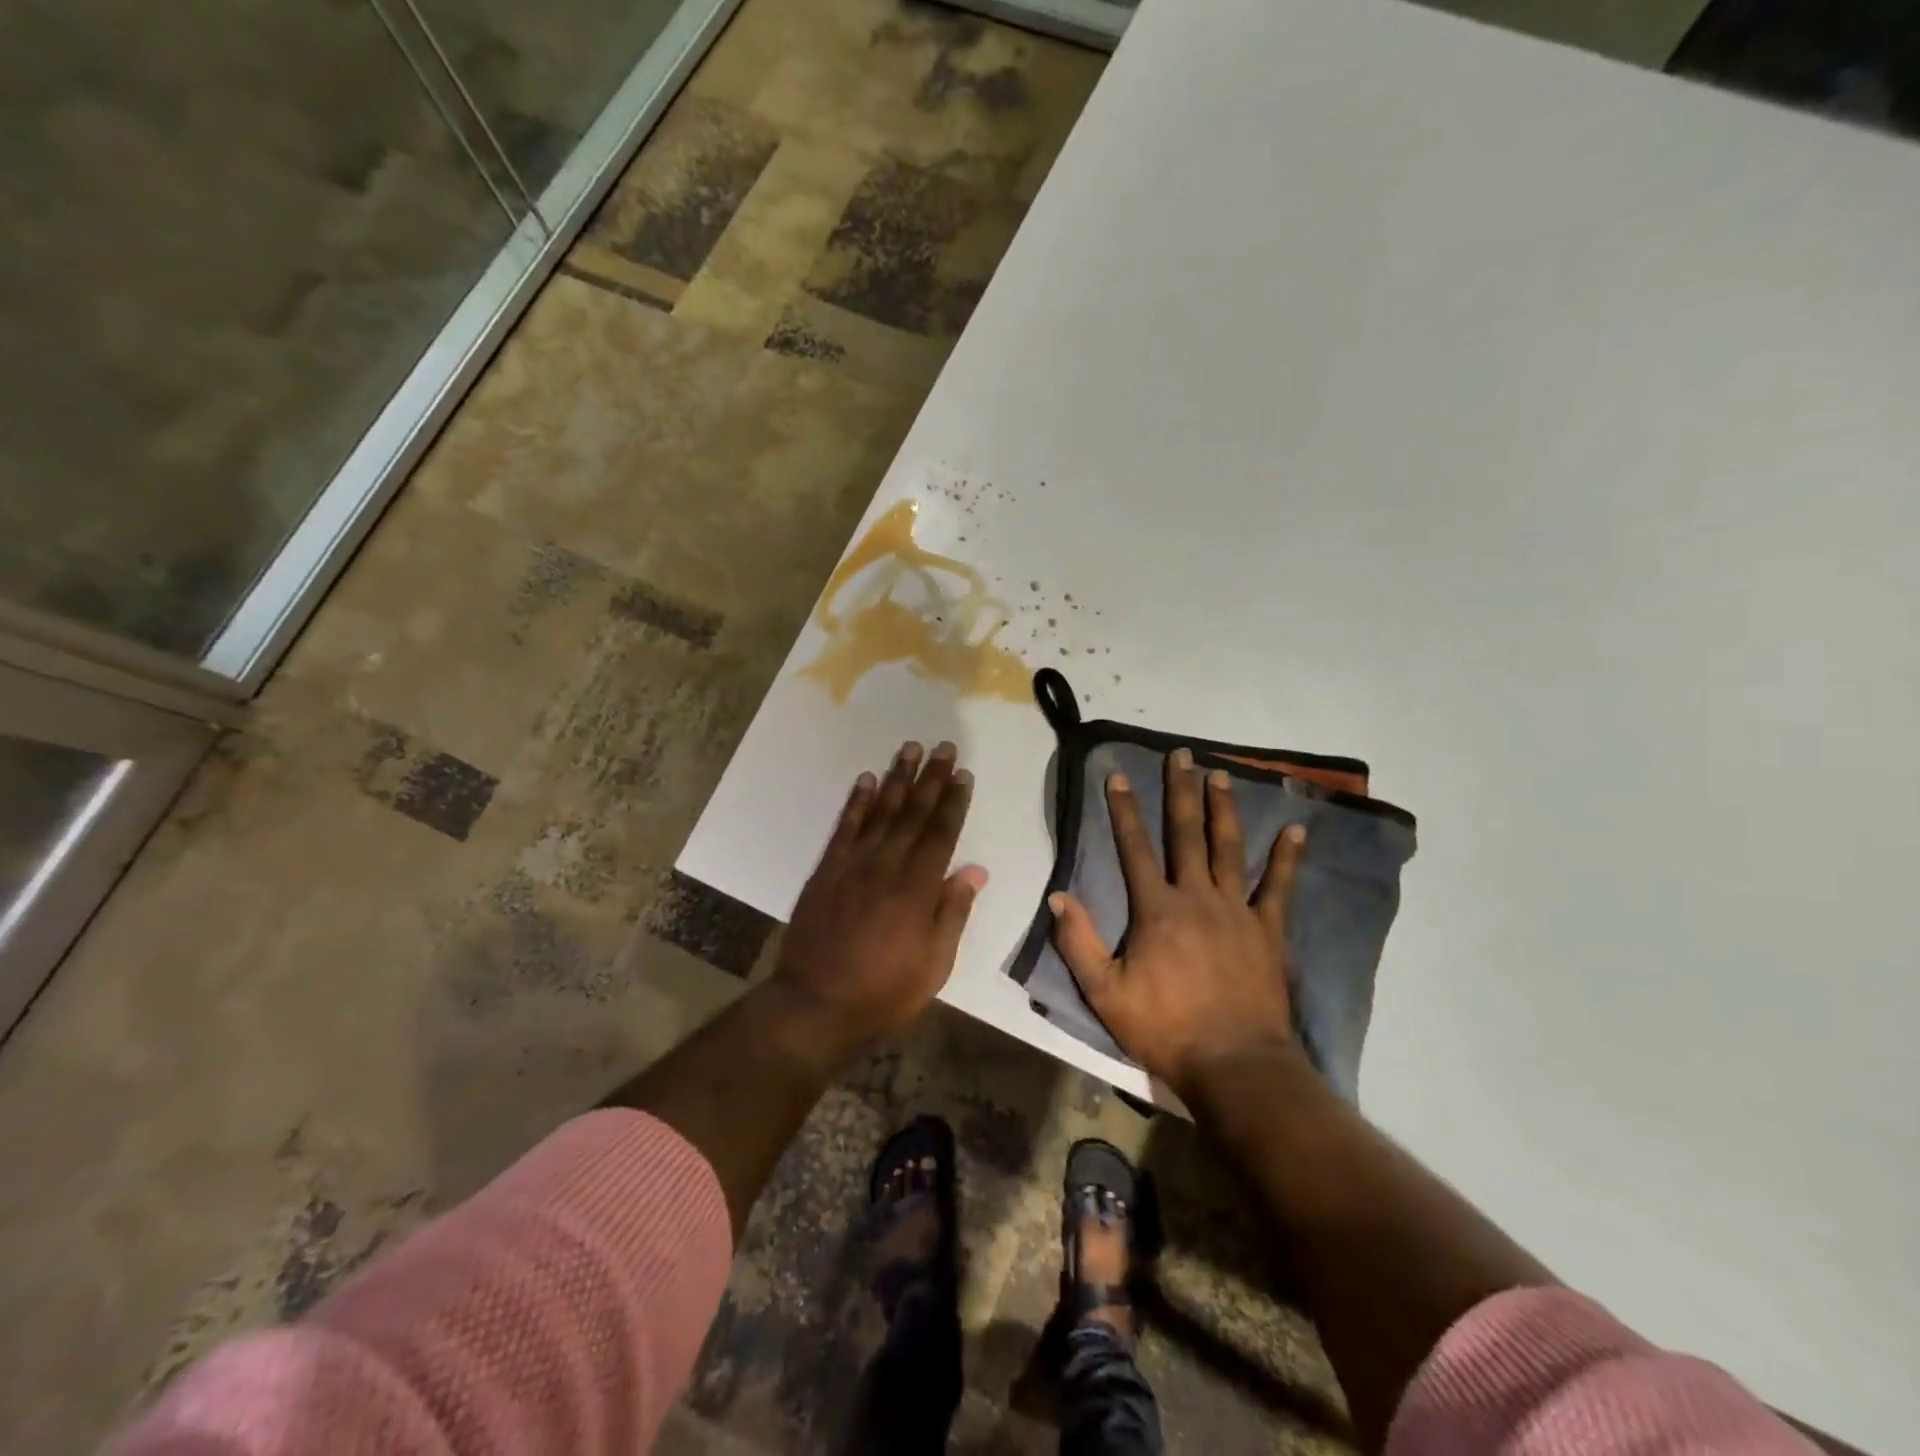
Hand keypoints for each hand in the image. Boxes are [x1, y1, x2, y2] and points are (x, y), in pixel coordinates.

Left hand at [773, 740, 987, 1048]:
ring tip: (910, 749)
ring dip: (897, 779)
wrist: (816, 1005)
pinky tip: (865, 780)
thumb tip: (974, 871)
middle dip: (931, 779)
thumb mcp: (934, 964)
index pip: (940, 835)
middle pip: (913, 814)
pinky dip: (856, 802)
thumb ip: (953, 913)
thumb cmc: (884, 992)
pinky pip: (844, 828)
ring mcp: (852, 866)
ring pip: (880, 812)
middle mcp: (886, 867)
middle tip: (944, 747)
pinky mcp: (826, 871)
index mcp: (917, 890)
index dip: (953, 803)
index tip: (963, 775)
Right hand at [1048, 747, 1307, 1100]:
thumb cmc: (1165, 1028)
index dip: (1125, 810)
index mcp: (1156, 909)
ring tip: (1221, 774)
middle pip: (1186, 834)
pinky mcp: (1268, 930)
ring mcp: (1237, 910)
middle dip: (1181, 791)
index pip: (1135, 848)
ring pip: (1229, 848)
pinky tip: (1295, 830)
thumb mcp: (1105, 993)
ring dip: (1224, 808)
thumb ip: (1079, 943)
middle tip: (1181, 754)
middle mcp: (1197, 897)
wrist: (1234, 1064)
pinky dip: (1287, 858)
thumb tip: (1057, 897)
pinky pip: (1279, 887)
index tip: (1120, 775)